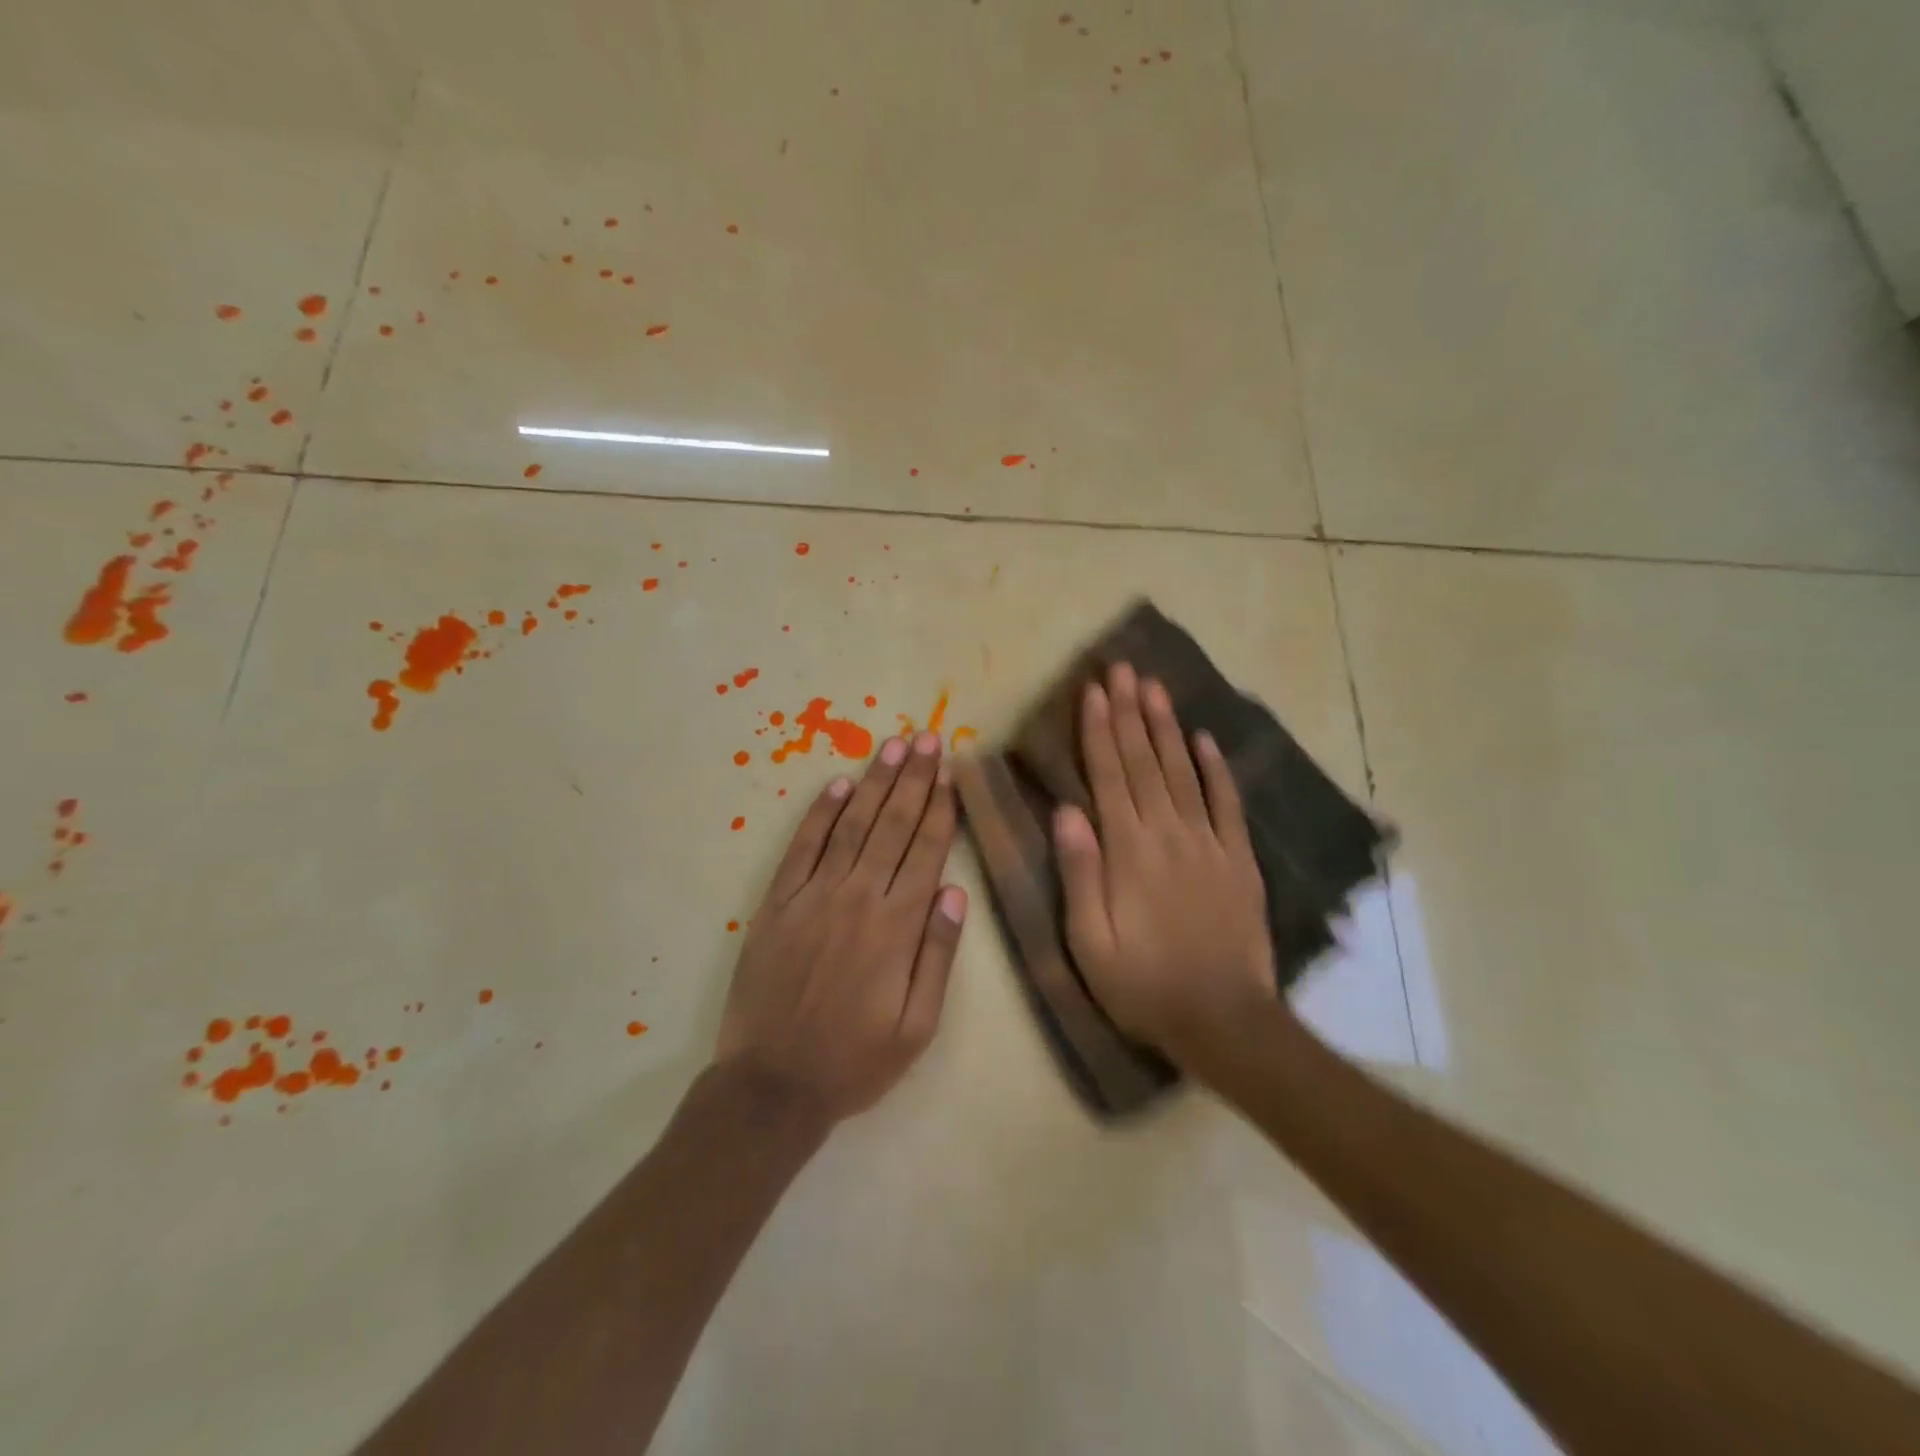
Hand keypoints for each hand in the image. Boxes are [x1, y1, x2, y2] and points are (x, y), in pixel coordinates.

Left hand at [715, 731, 967, 1126]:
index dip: (941, 808)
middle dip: (915, 779)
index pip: (926, 852)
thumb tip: (953, 893)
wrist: (772, 1086)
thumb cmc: (854, 1062)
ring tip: (894, 747)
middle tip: (929, 738)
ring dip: (875, 784)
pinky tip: (839, 784)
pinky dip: (820, 813)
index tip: (951, 771)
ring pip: (851, 826)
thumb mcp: (917, 1028)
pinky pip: (802, 848)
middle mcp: (858, 899)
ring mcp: (813, 897)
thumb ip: (937, 957)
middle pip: (893, 826)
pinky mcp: (777, 903)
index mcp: (897, 928)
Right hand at [1053, 663, 1276, 1064]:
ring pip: (1182, 772)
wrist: (1224, 1022)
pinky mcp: (1239, 860)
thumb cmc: (1143, 986)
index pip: (1109, 775)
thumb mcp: (1090, 942)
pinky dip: (1216, 769)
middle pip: (1144, 762)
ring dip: (1166, 727)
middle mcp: (1168, 834)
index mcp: (1128, 851)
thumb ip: (1079, 872)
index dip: (1099, 730)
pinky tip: (1205, 739)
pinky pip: (1227, 804)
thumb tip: (1066, 811)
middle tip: (1122, 668)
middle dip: (1130, 711)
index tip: (1093, 690)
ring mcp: (1209, 843)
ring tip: (1155, 686)